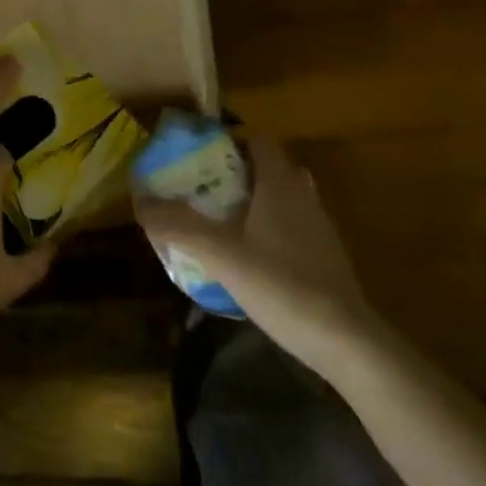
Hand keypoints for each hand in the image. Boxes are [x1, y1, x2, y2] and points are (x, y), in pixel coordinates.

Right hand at [135, 138, 373, 356]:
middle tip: (206, 188)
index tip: (201, 156)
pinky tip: (251, 257)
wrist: (347, 344)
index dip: (232, 141)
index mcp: (280, 186)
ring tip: (223, 220)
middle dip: (240, 172)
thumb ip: (178, 226)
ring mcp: (319, 230)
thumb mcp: (220, 255)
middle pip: (272, 168)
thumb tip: (138, 200)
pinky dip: (272, 231)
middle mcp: (303, 198)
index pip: (260, 142)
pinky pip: (294, 228)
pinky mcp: (327, 259)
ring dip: (257, 202)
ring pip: (285, 199)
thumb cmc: (282, 286)